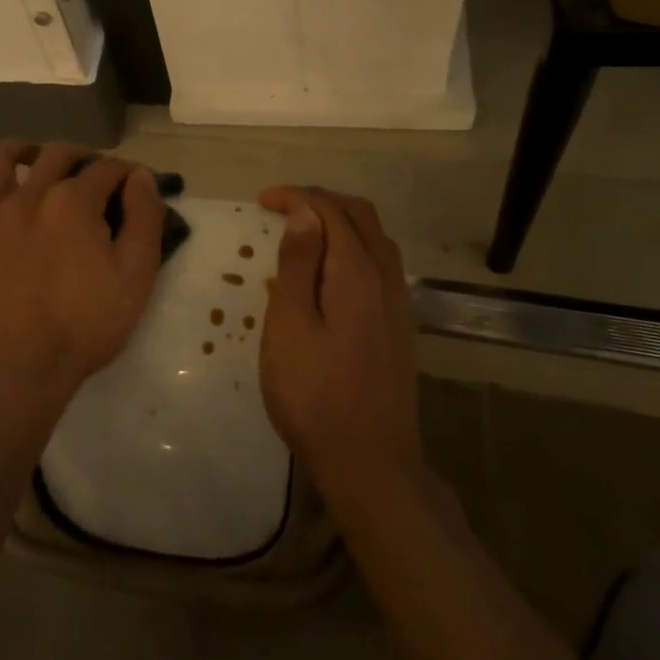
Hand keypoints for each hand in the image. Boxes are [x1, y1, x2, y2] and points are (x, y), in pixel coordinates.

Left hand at [0, 141, 165, 405]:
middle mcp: (31, 195)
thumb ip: (144, 218)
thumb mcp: (136, 275)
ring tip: (36, 165)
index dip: (128, 173)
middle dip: (85, 157)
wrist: (20, 367)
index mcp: (74, 202)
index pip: (108, 168)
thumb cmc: (86, 325)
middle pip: (58, 154)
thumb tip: (140, 177)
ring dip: (22, 152)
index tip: (137, 187)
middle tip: (98, 178)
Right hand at [257, 186, 425, 502]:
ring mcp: (397, 303)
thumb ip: (297, 265)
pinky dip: (352, 247)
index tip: (260, 201)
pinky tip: (328, 271)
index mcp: (357, 273)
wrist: (370, 461)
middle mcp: (386, 277)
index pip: (330, 212)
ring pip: (374, 239)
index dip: (296, 197)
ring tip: (302, 231)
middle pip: (360, 216)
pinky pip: (379, 263)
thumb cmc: (315, 395)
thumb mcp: (290, 326)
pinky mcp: (399, 325)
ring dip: (339, 222)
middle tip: (280, 207)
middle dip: (320, 201)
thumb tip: (303, 212)